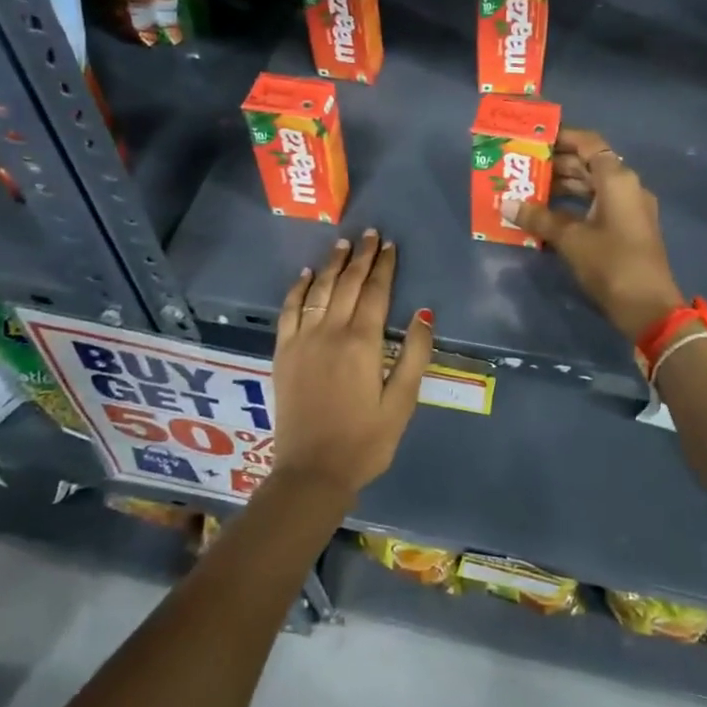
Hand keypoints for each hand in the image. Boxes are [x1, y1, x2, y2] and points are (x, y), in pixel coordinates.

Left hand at [271, 229, 433, 496]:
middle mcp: (330, 332)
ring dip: (331, 264)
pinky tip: (305, 275)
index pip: (375, 292)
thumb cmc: (365, 441)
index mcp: (363, 343)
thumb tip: (423, 313)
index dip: (384, 267)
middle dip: (360, 257)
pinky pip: (289, 311)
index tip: (390, 245)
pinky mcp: (283, 353)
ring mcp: (302, 340)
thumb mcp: (402, 403)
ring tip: (342, 244)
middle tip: (370, 234)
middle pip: (347, 284)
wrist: (311, 472)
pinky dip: (297, 289)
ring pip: (318, 290)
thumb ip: (414, 355)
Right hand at [508, 128, 685, 341]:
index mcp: (617, 179)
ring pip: (593, 185)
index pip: (588, 143)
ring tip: (530, 189)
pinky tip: (549, 213)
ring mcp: (630, 208)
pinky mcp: (628, 228)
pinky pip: (598, 204)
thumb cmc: (610, 264)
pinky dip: (575, 204)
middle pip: (590, 163)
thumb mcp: (570, 239)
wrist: (649, 308)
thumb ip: (539, 217)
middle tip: (524, 166)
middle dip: (557, 164)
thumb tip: (507, 205)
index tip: (534, 138)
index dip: (562, 137)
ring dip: (564, 185)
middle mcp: (627, 186)